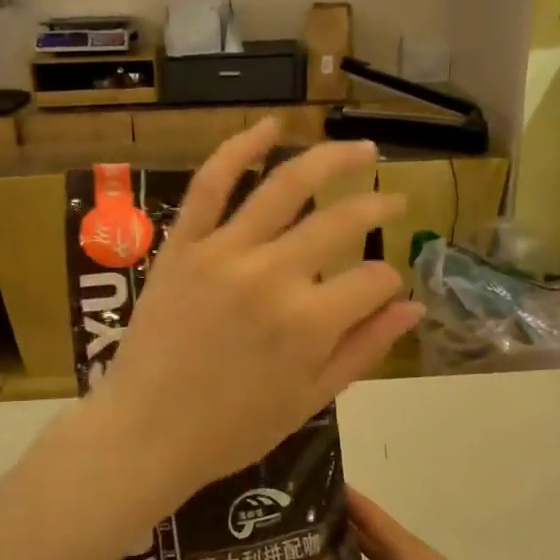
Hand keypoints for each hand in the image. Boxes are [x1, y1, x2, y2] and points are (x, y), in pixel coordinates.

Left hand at [94, 120, 422, 498]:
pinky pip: (210, 185)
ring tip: (362, 149)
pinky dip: (239, 149)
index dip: (388, 283)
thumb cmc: (232, 429)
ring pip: (287, 186)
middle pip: (342, 221)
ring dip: (332, 159)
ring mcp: (224, 252)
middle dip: (378, 206)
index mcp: (310, 323)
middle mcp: (273, 275)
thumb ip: (364, 349)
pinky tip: (271, 126)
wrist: (145, 434)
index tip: (382, 292)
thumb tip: (414, 305)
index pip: (374, 279)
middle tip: (394, 201)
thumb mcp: (310, 400)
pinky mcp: (183, 244)